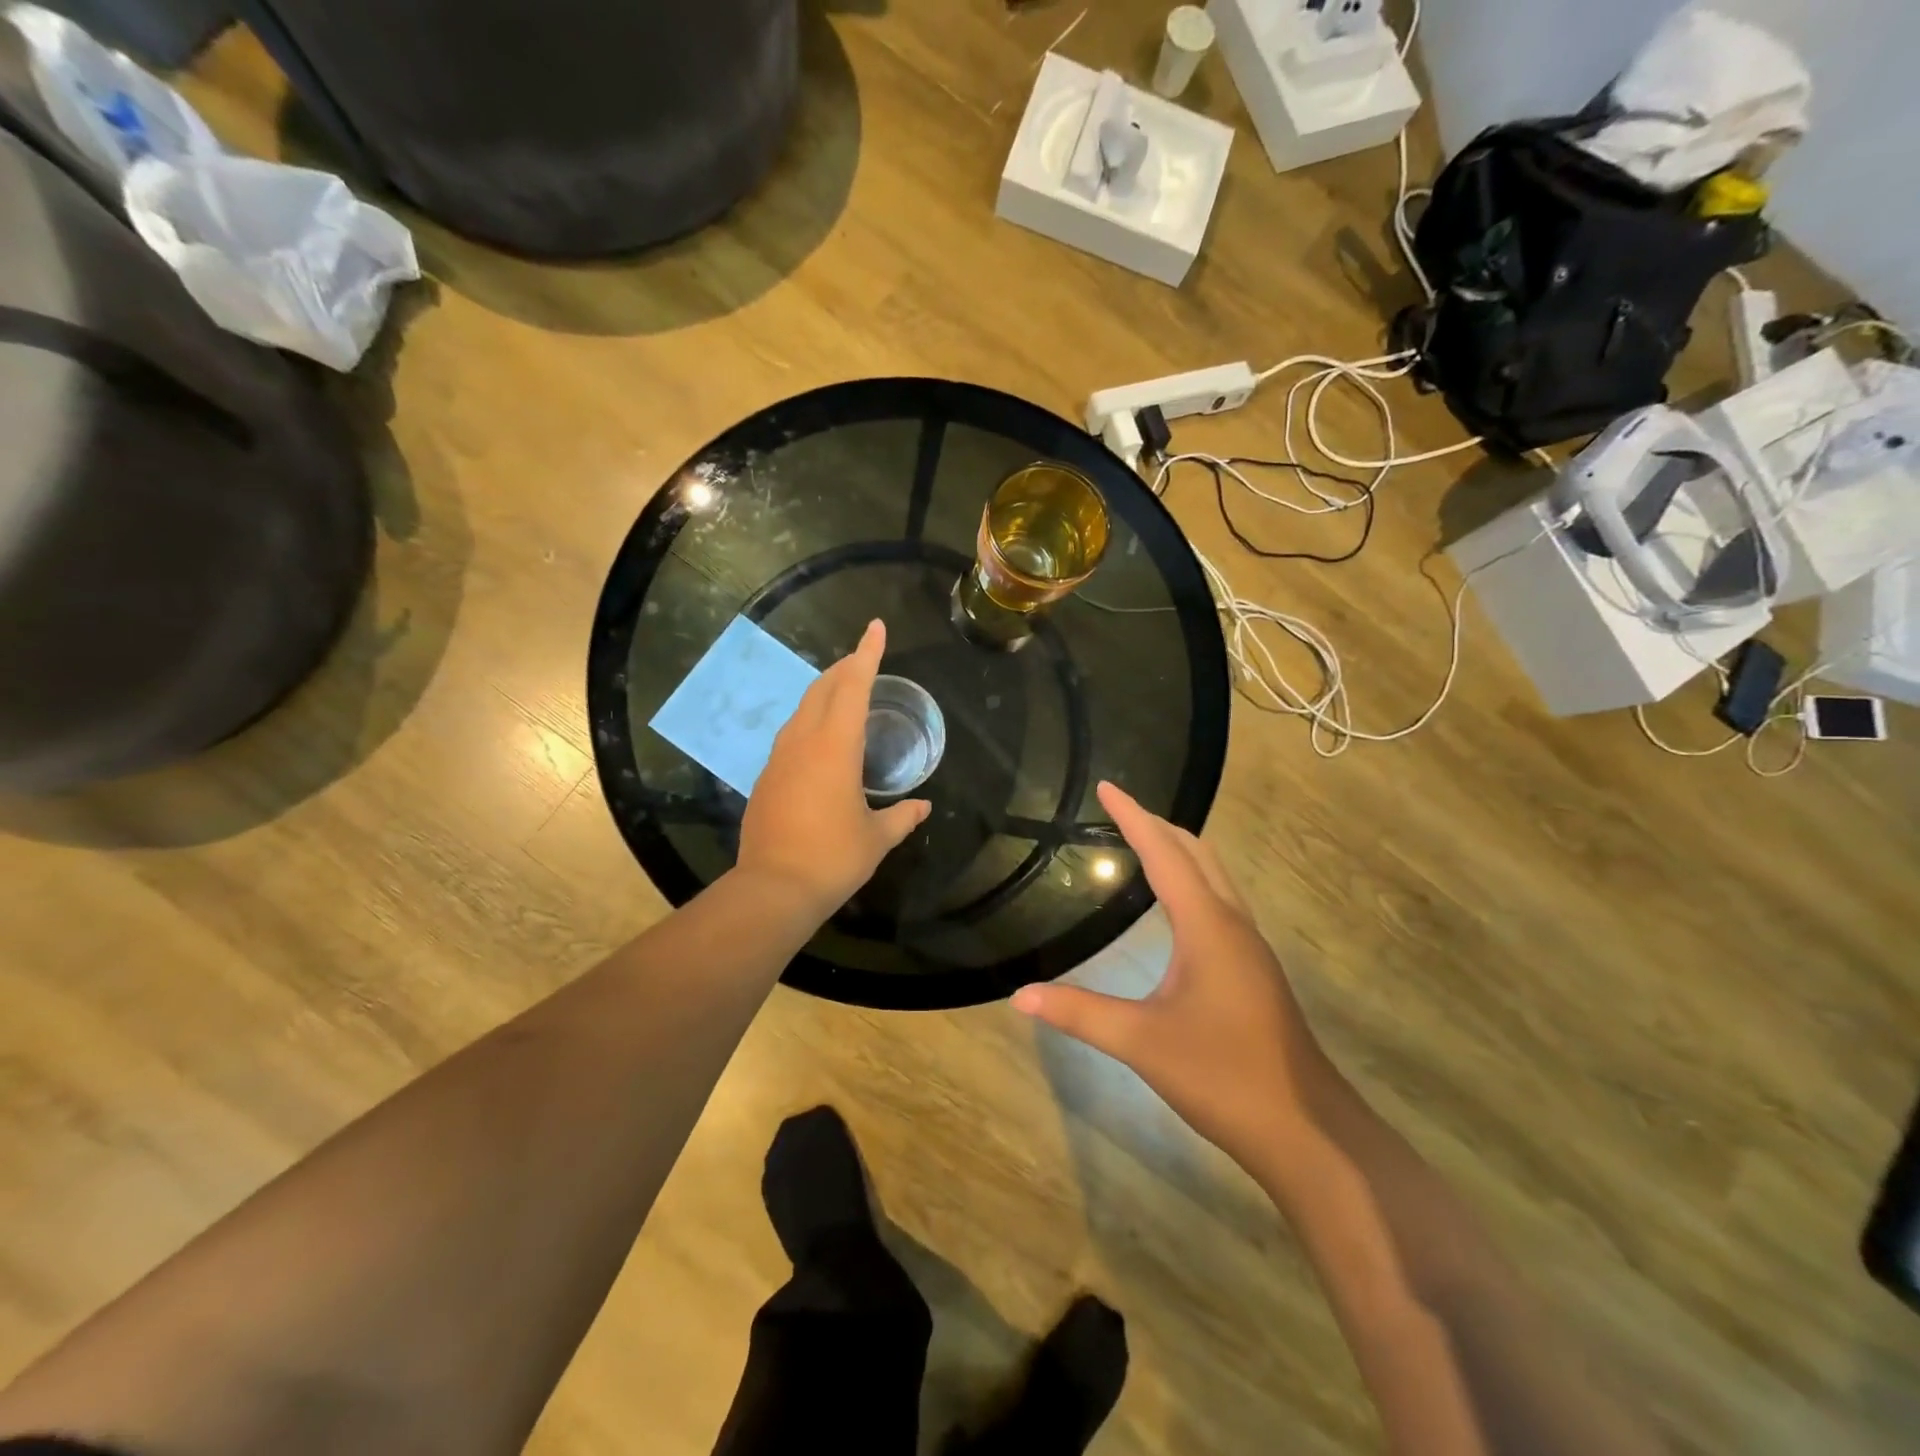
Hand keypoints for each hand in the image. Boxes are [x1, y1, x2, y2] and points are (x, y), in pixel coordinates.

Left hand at [738, 620, 930, 914]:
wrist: (773, 889)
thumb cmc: (833, 858)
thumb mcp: (876, 838)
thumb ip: (902, 817)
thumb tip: (923, 807)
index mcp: (835, 747)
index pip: (853, 686)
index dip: (867, 654)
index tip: (875, 627)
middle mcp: (803, 742)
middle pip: (823, 689)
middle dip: (844, 668)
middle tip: (864, 659)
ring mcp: (779, 758)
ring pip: (802, 710)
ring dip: (824, 692)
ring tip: (843, 691)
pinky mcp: (766, 778)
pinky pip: (791, 734)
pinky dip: (810, 721)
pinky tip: (819, 739)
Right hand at [1012, 782, 1335, 1172]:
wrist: (1307, 1130)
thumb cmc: (1224, 1076)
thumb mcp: (1142, 1043)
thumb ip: (1080, 1014)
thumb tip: (1020, 995)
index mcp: (1208, 926)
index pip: (1164, 853)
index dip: (1133, 817)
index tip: (1107, 786)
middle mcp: (1232, 924)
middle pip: (1197, 853)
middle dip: (1158, 825)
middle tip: (1118, 810)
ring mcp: (1248, 947)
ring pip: (1214, 877)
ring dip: (1179, 850)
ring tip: (1141, 842)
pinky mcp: (1252, 970)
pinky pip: (1219, 902)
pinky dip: (1191, 880)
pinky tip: (1174, 905)